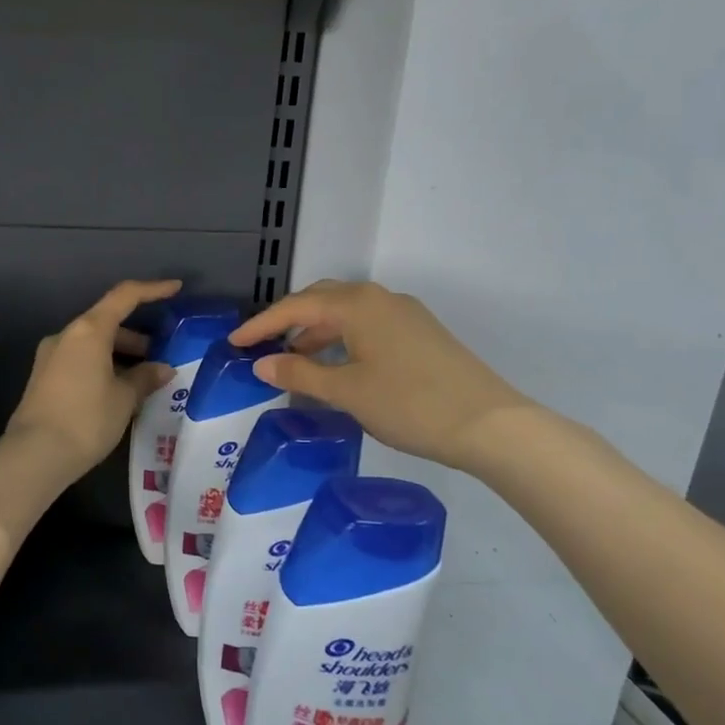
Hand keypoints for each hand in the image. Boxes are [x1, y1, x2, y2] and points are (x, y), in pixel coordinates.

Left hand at [5, 280, 180, 479]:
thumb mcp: (124, 399)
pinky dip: (102, 366)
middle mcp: (66, 335)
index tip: (176, 289)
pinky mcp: (43, 377)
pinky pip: (80, 360)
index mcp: (88, 330)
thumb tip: (163, 369)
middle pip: (106, 322)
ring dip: (119, 354)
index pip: (124, 297)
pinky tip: (117, 391)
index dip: (153, 290)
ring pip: (92, 344)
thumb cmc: (86, 419)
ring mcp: (50, 356)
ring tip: (142, 379)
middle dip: (136, 336)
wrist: (34, 455)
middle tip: (159, 356)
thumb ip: (145, 378)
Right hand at [229, 279, 531, 474]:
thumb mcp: (347, 391)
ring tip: (295, 361)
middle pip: (322, 300)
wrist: (490, 425)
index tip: (234, 343)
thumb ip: (300, 373)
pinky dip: (342, 340)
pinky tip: (337, 367)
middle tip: (262, 345)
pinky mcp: (421, 334)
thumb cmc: (409, 404)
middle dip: (288, 321)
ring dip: (316, 332)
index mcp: (358, 305)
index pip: (296, 306)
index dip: (261, 324)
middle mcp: (380, 299)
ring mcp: (405, 314)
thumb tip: (261, 362)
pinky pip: (368, 326)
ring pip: (347, 314)